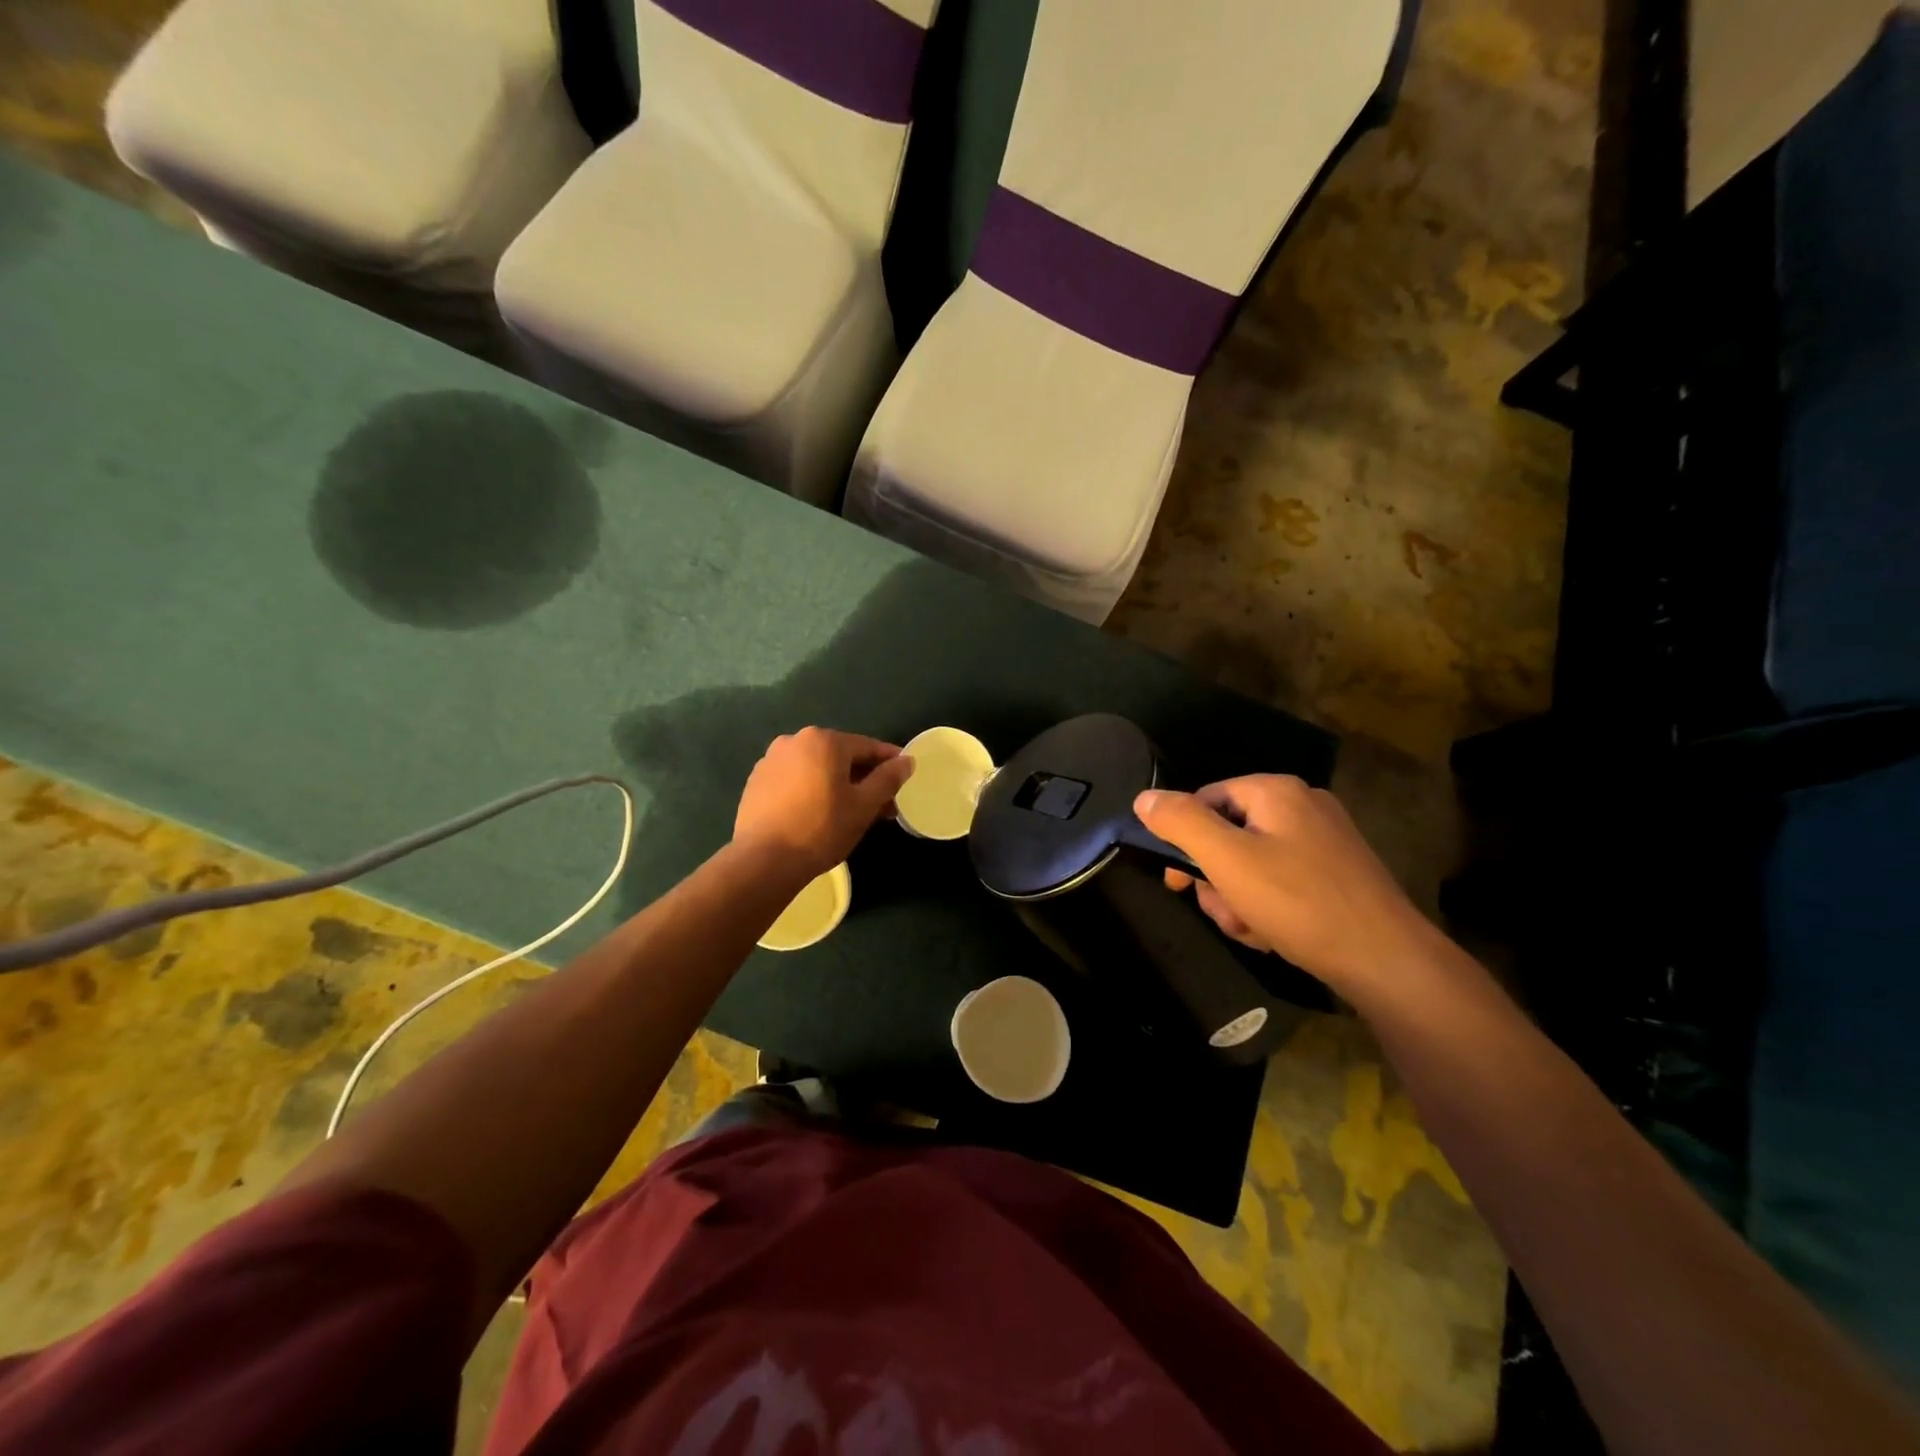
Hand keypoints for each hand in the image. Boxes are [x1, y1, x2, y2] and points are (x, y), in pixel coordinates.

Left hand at [733, 728, 915, 881]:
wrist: (764, 860)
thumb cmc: (822, 829)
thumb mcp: (864, 805)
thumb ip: (888, 778)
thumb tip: (907, 761)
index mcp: (824, 740)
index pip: (867, 747)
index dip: (890, 762)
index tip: (905, 777)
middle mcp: (794, 741)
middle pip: (841, 757)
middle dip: (864, 778)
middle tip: (882, 805)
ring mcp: (771, 761)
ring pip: (817, 769)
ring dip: (838, 785)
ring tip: (852, 813)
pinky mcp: (756, 782)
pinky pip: (795, 780)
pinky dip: (812, 791)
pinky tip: (819, 815)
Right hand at [1134, 776, 1436, 994]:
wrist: (1386, 960)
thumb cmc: (1298, 902)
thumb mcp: (1227, 859)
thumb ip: (1181, 822)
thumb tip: (1144, 798)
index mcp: (1275, 791)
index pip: (1204, 800)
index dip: (1184, 841)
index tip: (1179, 882)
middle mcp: (1302, 805)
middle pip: (1227, 834)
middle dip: (1217, 879)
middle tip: (1225, 912)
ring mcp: (1324, 840)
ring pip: (1252, 863)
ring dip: (1239, 899)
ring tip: (1253, 930)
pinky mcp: (1338, 873)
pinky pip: (1282, 880)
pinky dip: (1269, 907)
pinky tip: (1275, 935)